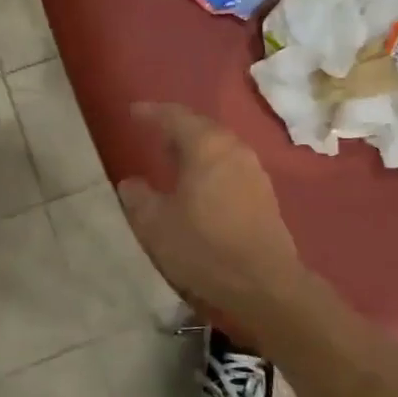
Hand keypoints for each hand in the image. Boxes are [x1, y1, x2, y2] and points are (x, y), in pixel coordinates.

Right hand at [116, 103, 316, 342]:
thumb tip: (131, 183)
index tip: (133, 112)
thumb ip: (139, 198)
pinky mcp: (264, 192)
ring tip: (173, 157)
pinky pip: (230, 163)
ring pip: (218, 145)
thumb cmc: (204, 247)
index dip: (151, 113)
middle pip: (200, 126)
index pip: (174, 116)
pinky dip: (210, 163)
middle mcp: (232, 147)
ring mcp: (253, 169)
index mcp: (205, 146)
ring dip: (195, 146)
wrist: (265, 284)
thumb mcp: (156, 225)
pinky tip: (199, 183)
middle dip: (175, 127)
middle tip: (153, 133)